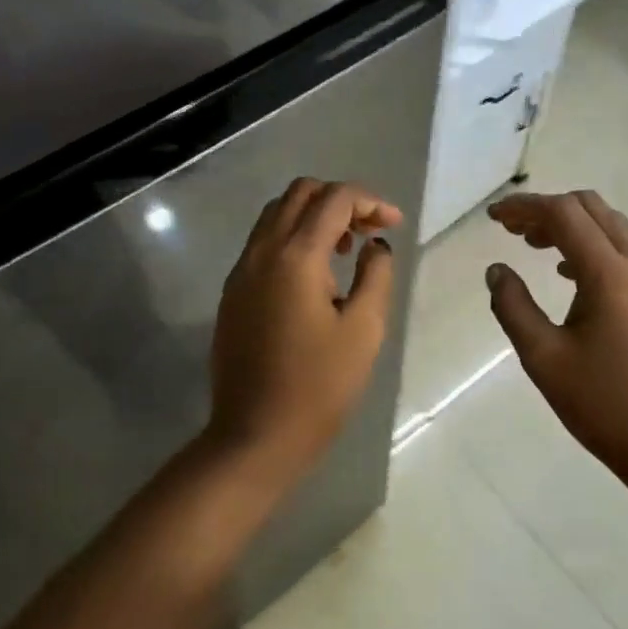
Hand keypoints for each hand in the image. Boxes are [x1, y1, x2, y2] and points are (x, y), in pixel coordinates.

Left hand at [206, 178, 401, 476]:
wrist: (256, 435)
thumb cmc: (318, 386)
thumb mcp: (364, 330)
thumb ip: (376, 275)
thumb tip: (375, 246)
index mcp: (294, 256)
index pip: (334, 199)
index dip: (370, 201)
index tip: (394, 225)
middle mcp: (261, 252)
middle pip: (299, 193)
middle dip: (340, 201)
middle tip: (369, 231)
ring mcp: (240, 271)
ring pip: (277, 215)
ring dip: (314, 217)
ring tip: (346, 252)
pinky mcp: (233, 292)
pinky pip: (263, 243)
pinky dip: (293, 239)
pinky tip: (316, 276)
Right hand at [486, 191, 627, 491]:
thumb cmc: (603, 406)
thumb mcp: (544, 359)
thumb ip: (513, 307)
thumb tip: (497, 271)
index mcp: (610, 275)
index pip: (564, 214)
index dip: (524, 207)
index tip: (493, 217)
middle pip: (592, 209)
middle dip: (549, 209)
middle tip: (512, 229)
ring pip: (613, 228)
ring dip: (573, 227)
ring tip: (534, 247)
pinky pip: (627, 253)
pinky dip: (594, 247)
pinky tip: (570, 276)